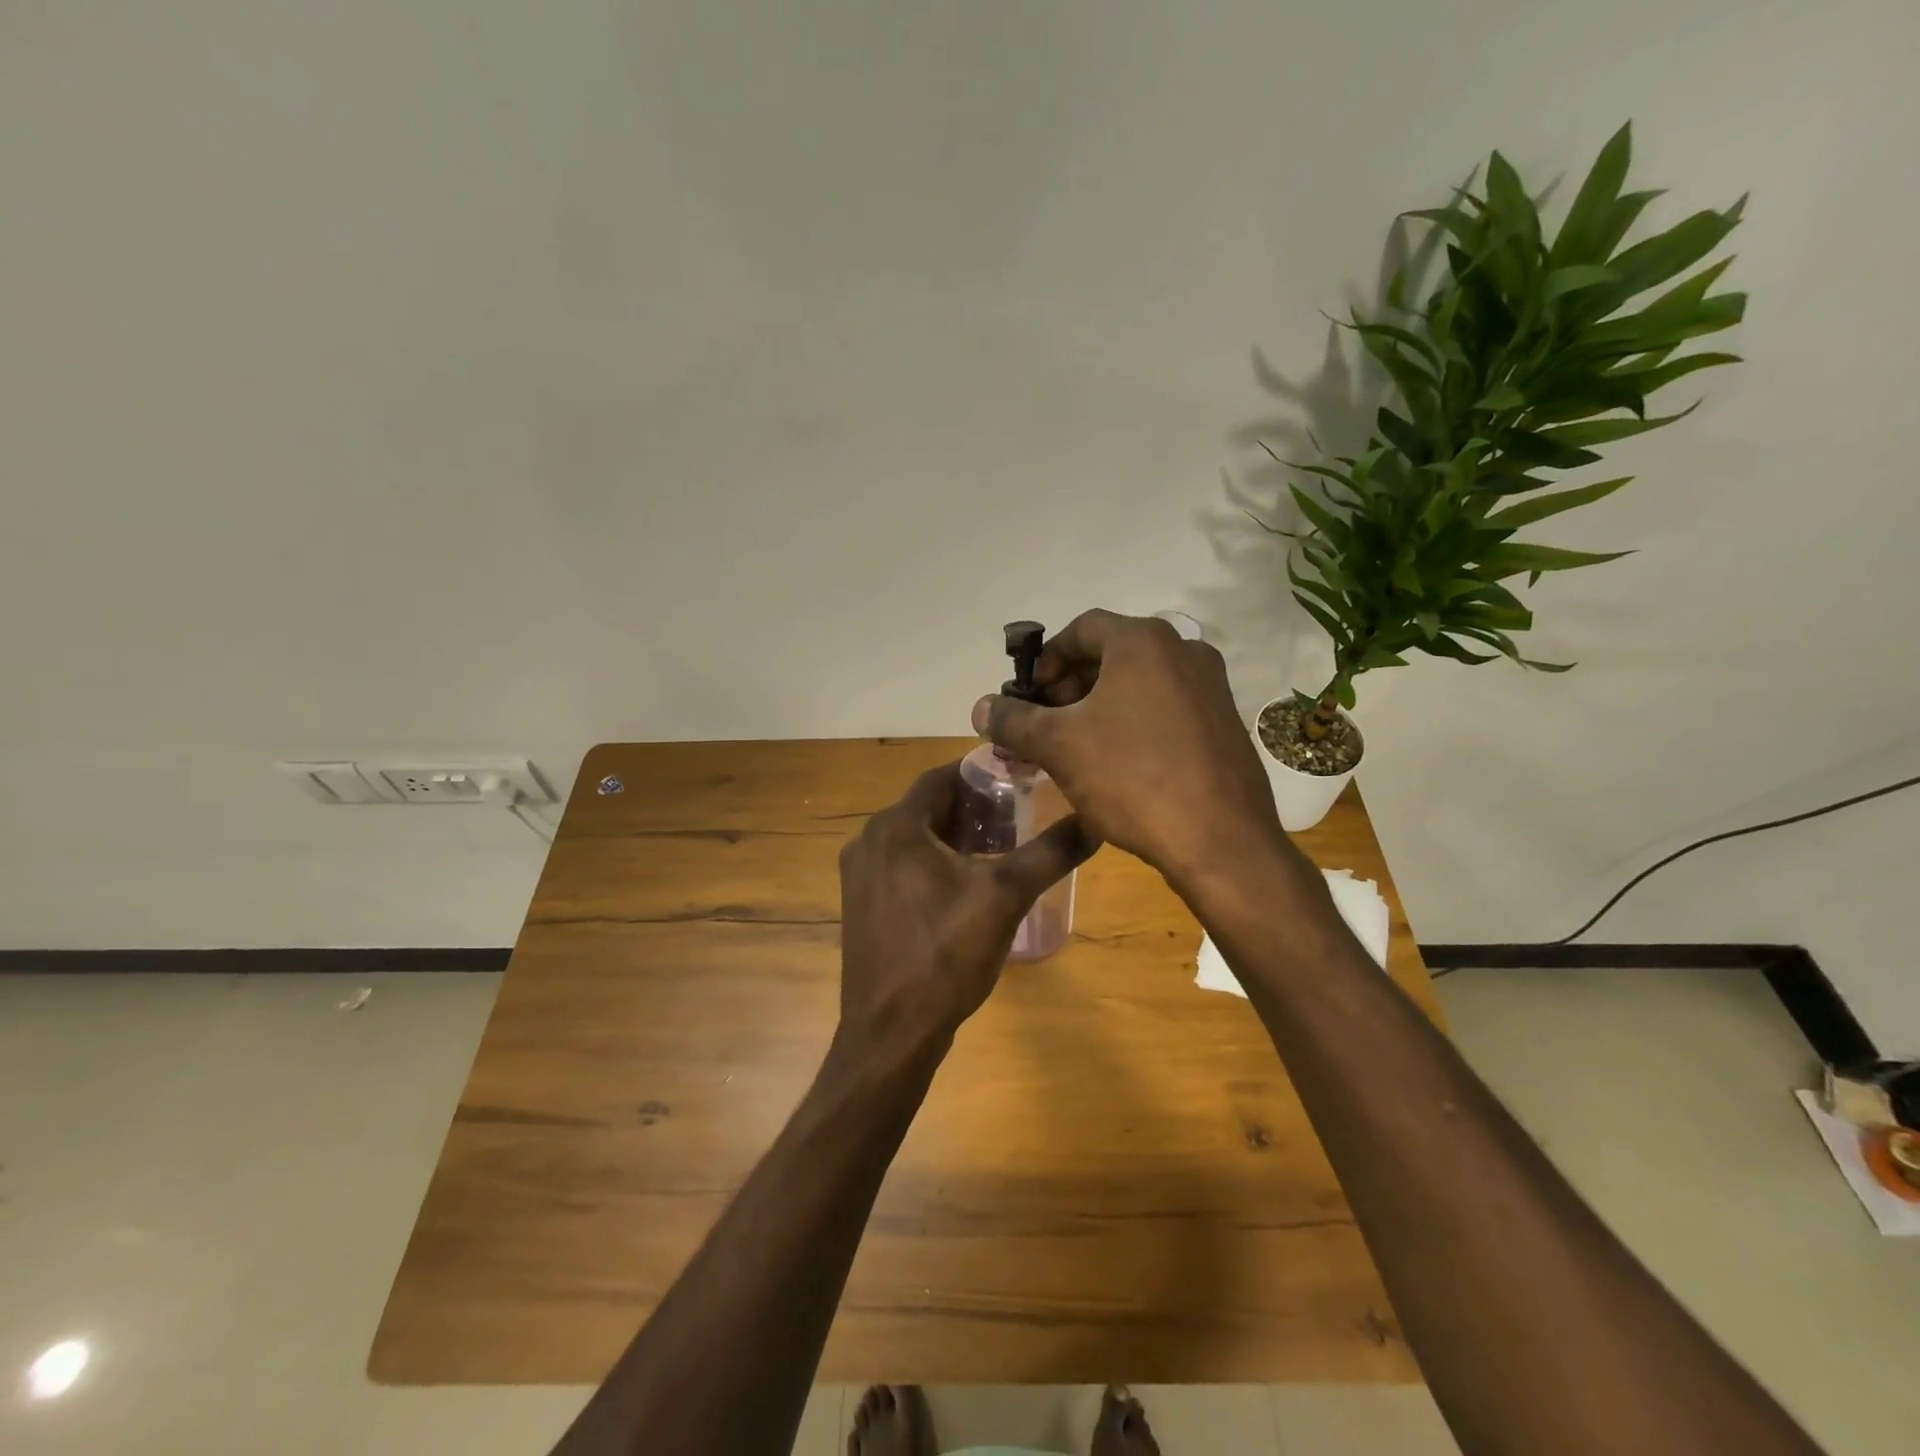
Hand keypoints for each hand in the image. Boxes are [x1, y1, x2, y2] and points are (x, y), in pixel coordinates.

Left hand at [837, 761, 1093, 1056]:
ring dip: (954, 836)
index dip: (982, 774)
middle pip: (928, 807)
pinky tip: (966, 884)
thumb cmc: (946, 954)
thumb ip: (1050, 852)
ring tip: (1000, 848)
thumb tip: (1095, 820)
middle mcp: (869, 840)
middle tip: (1018, 814)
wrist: (892, 1032)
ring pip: (915, 837)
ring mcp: (860, 875)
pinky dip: (933, 862)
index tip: (1020, 779)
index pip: (941, 776)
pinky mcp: (861, 904)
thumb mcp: (1006, 897)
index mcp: (896, 826)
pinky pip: (902, 865)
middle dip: (972, 808)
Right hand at [971, 609, 1287, 886]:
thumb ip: (1014, 720)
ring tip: (1072, 747)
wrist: (1220, 840)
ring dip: (1098, 707)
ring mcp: (1211, 688)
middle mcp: (1184, 651)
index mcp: (1144, 642)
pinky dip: (1132, 722)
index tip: (1027, 696)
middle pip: (1111, 655)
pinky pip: (1165, 708)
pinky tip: (1115, 764)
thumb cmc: (1132, 778)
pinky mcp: (1224, 724)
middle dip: (1069, 686)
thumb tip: (981, 708)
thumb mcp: (1059, 746)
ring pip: (1138, 684)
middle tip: (1043, 724)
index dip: (1046, 659)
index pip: (1081, 629)